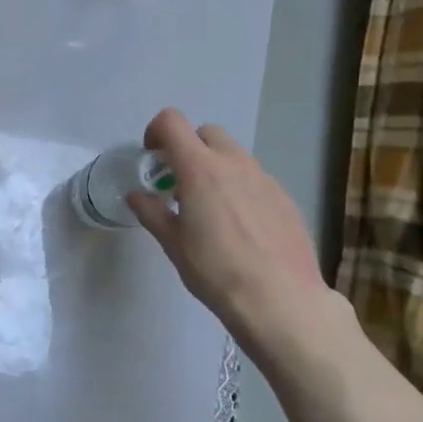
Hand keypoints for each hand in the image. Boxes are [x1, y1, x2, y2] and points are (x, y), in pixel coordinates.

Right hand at [128, 108, 333, 363]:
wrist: (281, 299)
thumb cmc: (216, 270)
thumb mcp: (173, 243)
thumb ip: (151, 212)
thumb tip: (137, 195)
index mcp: (200, 169)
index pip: (172, 122)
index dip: (156, 132)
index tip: (152, 158)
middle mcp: (234, 164)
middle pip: (207, 132)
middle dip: (188, 147)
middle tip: (178, 183)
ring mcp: (265, 179)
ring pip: (234, 155)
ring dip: (216, 167)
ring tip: (210, 208)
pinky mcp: (285, 198)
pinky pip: (256, 179)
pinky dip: (240, 188)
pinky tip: (240, 227)